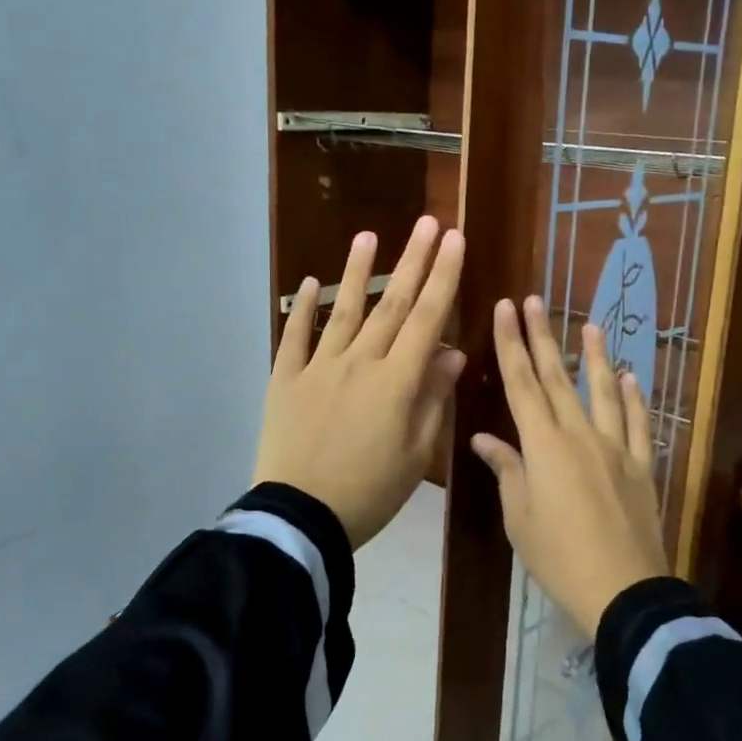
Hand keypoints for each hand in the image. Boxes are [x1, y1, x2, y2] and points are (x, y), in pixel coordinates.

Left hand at [253, 217, 465, 546]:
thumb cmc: (370, 492)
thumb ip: (433, 398)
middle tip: (427, 223)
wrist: (300, 518)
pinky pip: (294, 338)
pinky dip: (301, 310)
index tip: (455, 240)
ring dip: (358, 272)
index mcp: (396, 381)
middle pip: (392, 304)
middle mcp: (359, 362)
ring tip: (368, 236)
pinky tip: (308, 284)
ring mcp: (318, 367)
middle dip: (413, 261)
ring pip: (344, 312)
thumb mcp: (416, 454)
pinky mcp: (286, 380)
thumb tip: (451, 351)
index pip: (427, 318)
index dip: (444, 277)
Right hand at [471, 296, 668, 637]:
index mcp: (543, 444)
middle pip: (558, 376)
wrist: (623, 591)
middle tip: (534, 301)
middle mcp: (579, 434)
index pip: (522, 383)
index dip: (511, 343)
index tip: (505, 309)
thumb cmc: (558, 556)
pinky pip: (638, 422)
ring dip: (595, 356)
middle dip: (543, 335)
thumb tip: (482, 438)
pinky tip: (631, 377)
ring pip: (603, 390)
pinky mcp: (641, 465)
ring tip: (591, 325)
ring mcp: (615, 447)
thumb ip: (506, 469)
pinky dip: (634, 397)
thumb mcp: (519, 516)